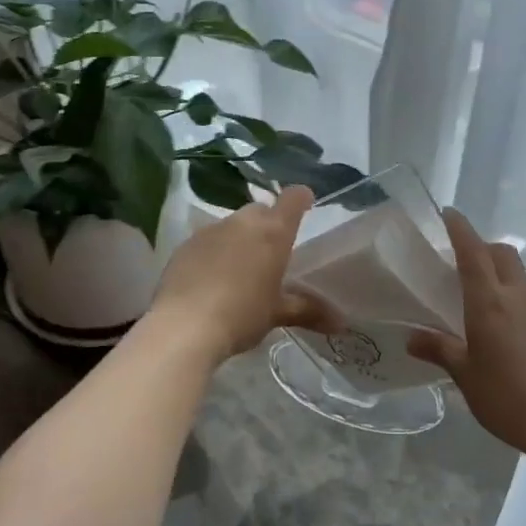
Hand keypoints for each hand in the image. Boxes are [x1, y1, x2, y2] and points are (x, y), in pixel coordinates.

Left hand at [148, 185, 339, 362]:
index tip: (306, 204)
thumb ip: (308, 311)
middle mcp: (242, 222)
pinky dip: (214, 252)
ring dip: (239, 239)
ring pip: (232, 225)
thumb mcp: (277, 313)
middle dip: (268, 224)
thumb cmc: (242, 314)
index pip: (293, 199)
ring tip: (240, 269)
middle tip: (272, 252)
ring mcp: (209, 230)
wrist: (183, 326)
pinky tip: (210, 279)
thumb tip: (341, 323)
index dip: (301, 198)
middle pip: (260, 211)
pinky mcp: (184, 245)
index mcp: (273, 231)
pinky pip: (207, 241)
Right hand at [407, 209, 525, 462]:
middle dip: (483, 249)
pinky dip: (518, 303)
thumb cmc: (506, 397)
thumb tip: (412, 337)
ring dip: (501, 276)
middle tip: (462, 265)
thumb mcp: (465, 376)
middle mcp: (519, 296)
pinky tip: (510, 335)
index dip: (460, 229)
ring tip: (483, 302)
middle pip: (502, 254)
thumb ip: (439, 349)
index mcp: (490, 302)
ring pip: (520, 277)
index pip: (473, 251)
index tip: (448, 214)